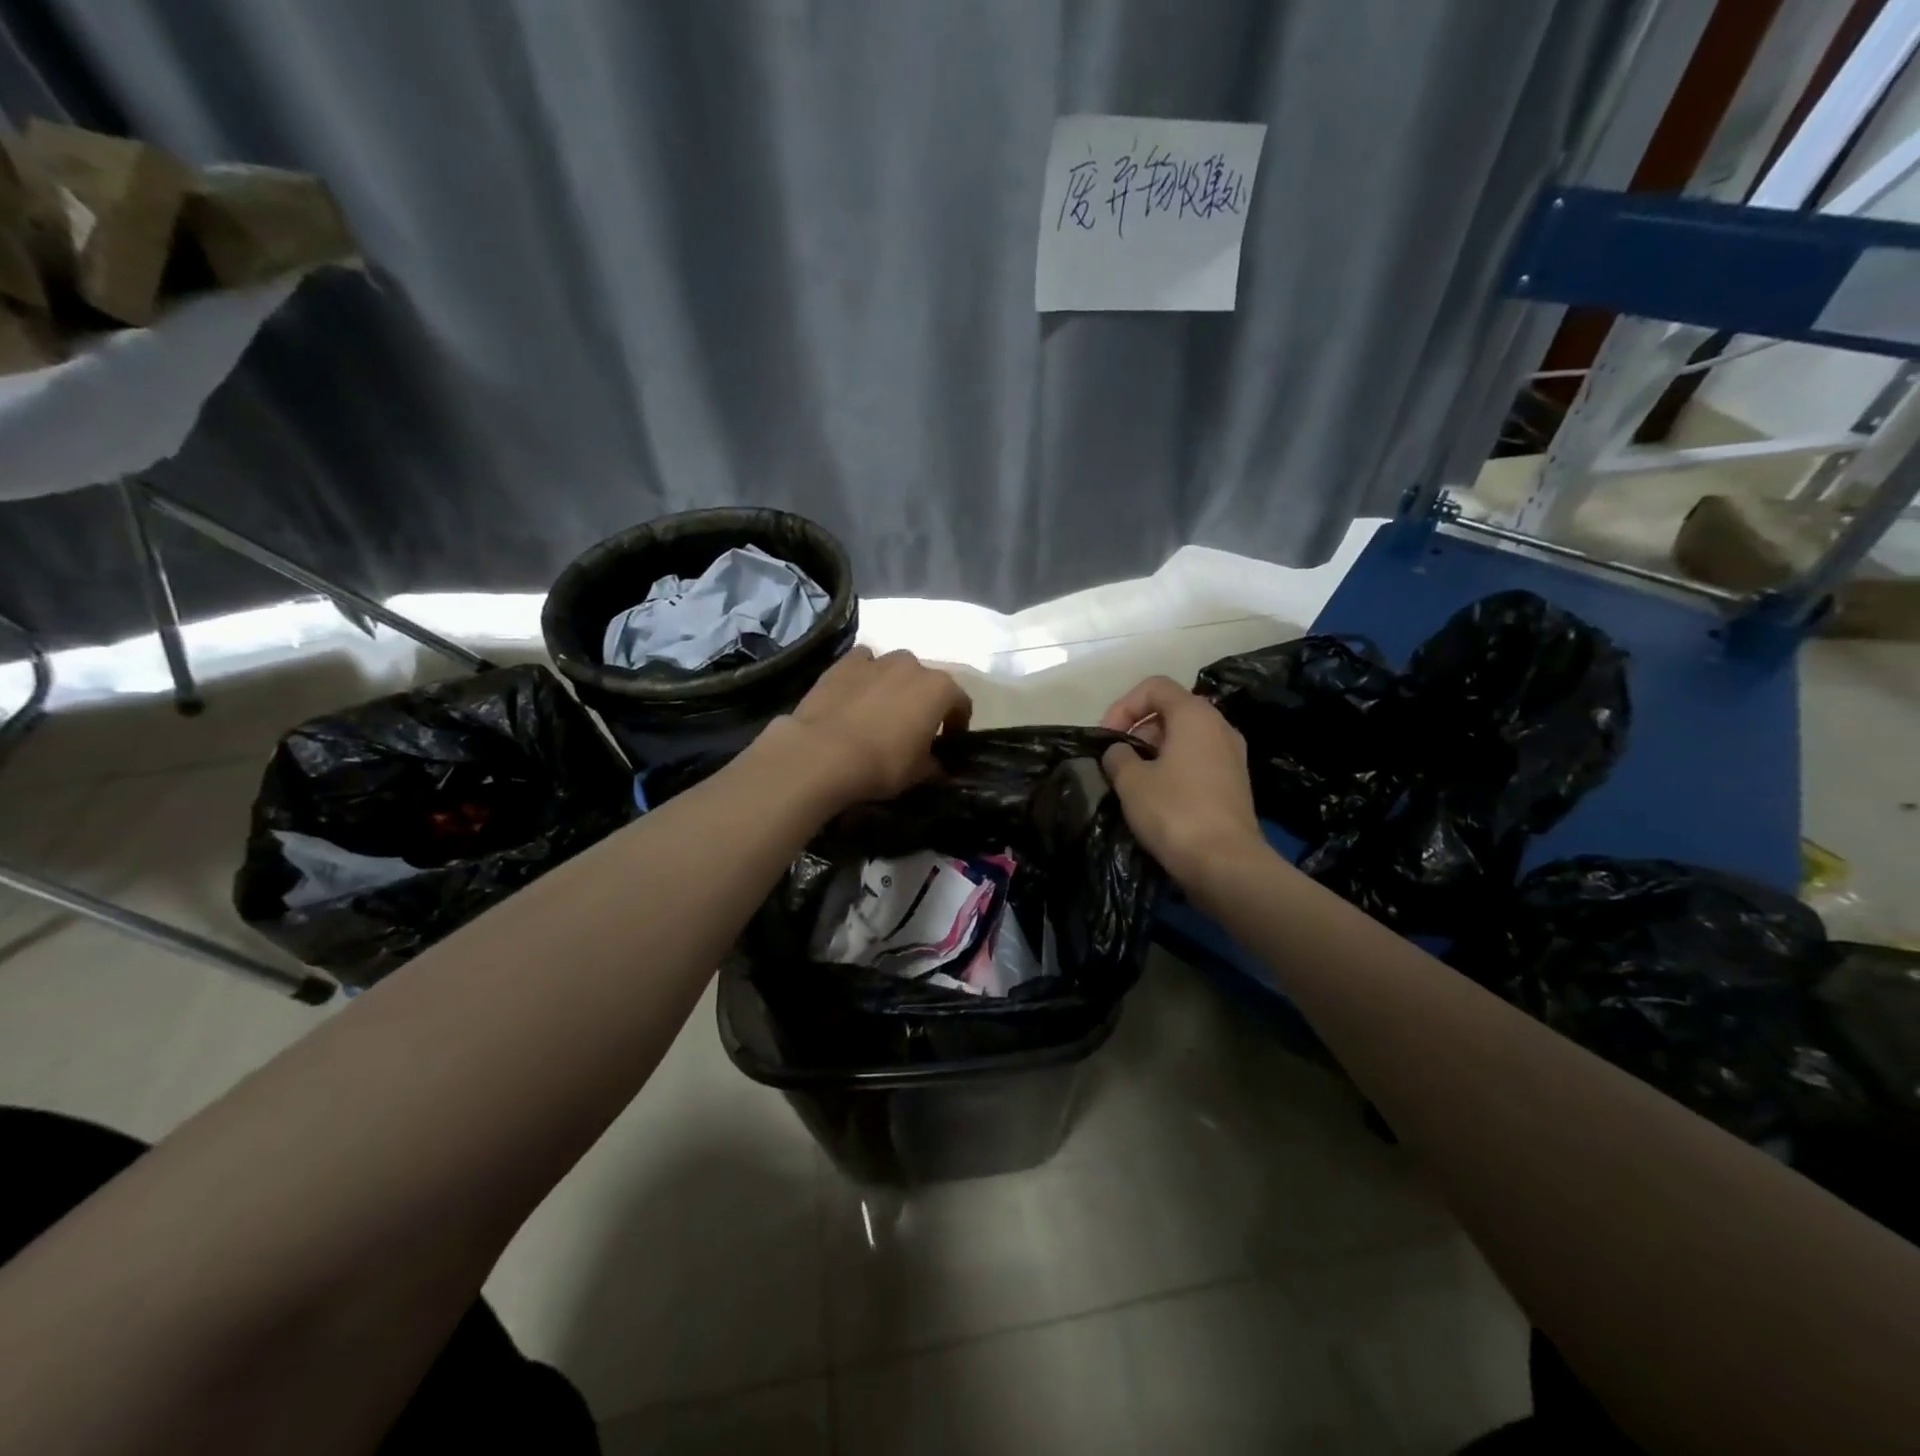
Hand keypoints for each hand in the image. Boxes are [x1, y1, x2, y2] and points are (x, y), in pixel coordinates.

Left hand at [771, 646, 972, 809]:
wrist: (822, 753)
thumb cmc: (882, 764)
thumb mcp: (918, 774)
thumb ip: (934, 765)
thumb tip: (937, 765)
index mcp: (939, 689)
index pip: (961, 703)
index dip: (957, 723)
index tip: (949, 742)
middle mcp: (912, 666)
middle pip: (926, 681)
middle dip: (924, 701)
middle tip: (913, 727)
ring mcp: (877, 660)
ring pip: (895, 668)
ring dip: (895, 685)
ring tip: (882, 711)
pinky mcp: (844, 663)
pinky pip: (863, 663)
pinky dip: (865, 675)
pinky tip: (856, 695)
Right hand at [1099, 676, 1266, 888]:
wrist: (1225, 864)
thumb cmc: (1174, 812)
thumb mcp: (1131, 781)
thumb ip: (1118, 756)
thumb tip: (1119, 752)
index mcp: (1196, 715)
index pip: (1155, 687)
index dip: (1124, 705)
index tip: (1107, 736)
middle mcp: (1219, 727)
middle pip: (1171, 711)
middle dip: (1138, 730)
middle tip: (1116, 761)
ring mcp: (1232, 756)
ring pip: (1184, 738)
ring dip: (1154, 752)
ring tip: (1132, 782)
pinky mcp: (1235, 783)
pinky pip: (1197, 761)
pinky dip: (1173, 769)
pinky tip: (1157, 798)